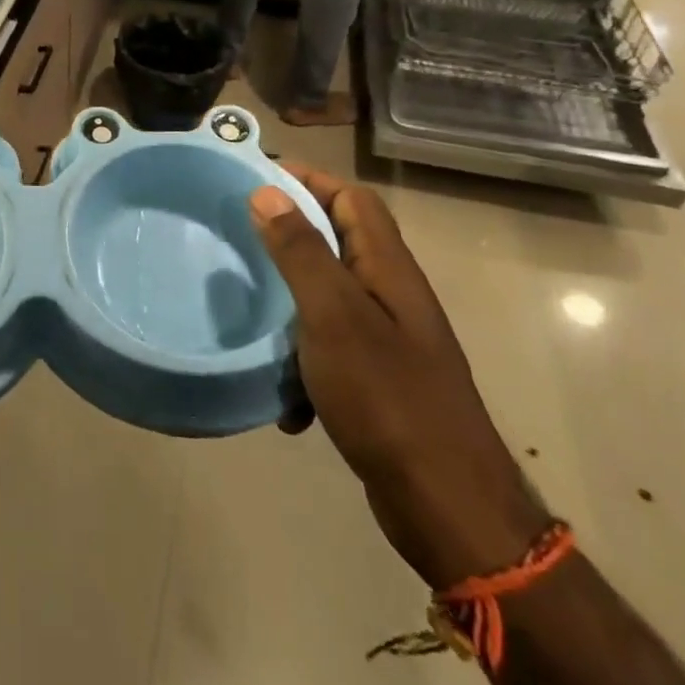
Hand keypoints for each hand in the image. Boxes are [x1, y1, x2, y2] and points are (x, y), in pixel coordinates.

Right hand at [253, 167, 543, 588]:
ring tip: (248, 315)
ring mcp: (388, 341)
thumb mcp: (333, 315)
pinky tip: (285, 400)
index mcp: (388, 268)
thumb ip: (300, 251)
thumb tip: (268, 191)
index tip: (253, 178)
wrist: (447, 506)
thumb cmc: (387, 397)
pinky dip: (303, 365)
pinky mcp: (378, 382)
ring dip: (289, 306)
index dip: (307, 179)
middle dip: (289, 238)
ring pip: (328, 299)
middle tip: (238, 238)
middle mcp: (392, 295)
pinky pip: (329, 352)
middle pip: (339, 243)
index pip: (351, 197)